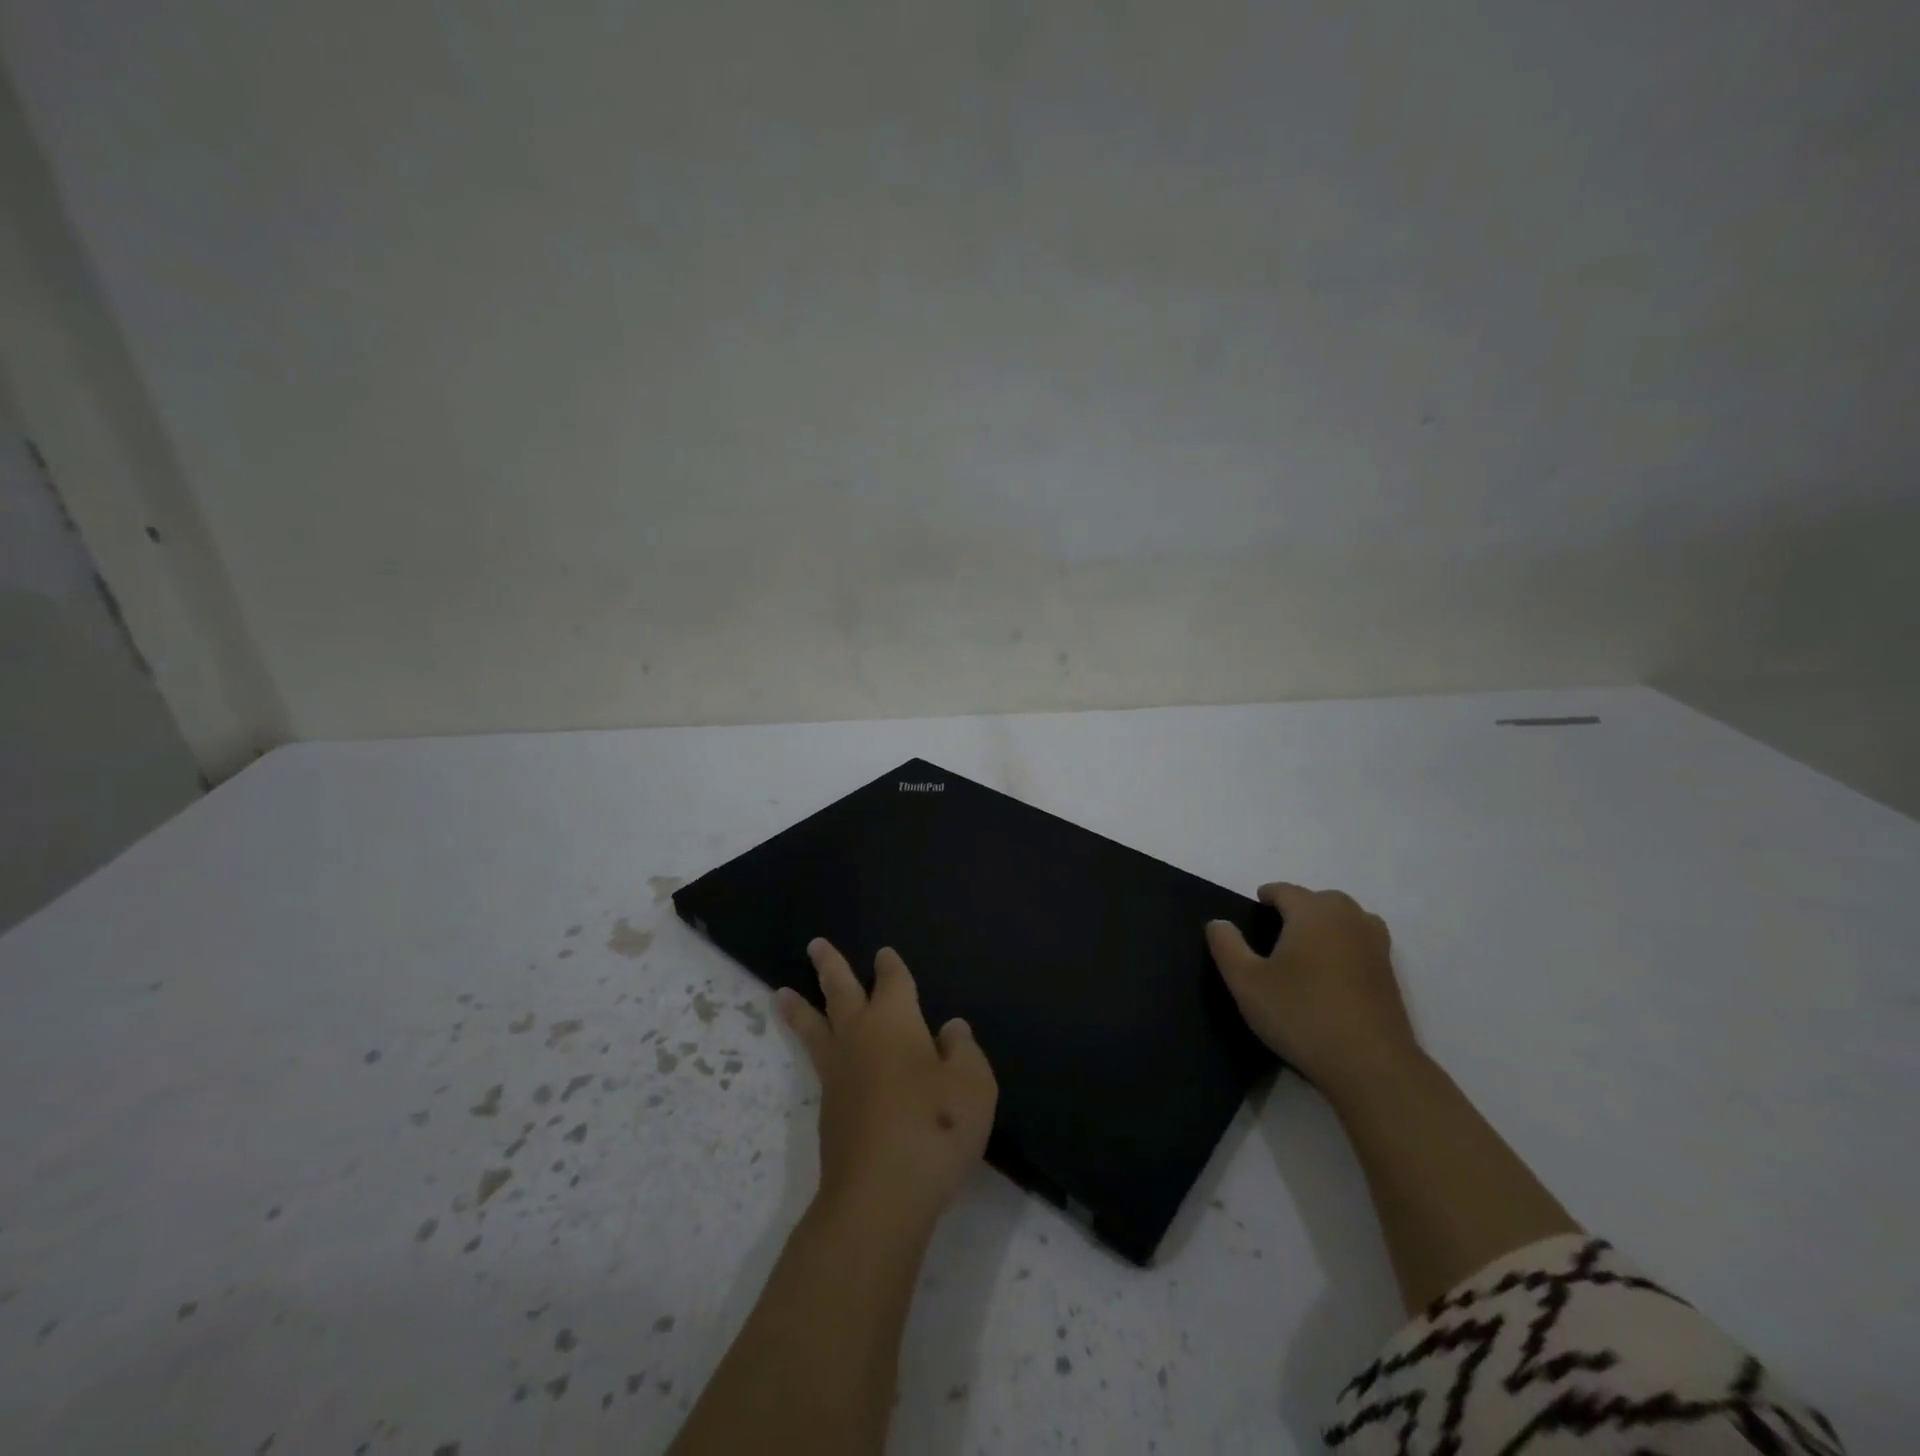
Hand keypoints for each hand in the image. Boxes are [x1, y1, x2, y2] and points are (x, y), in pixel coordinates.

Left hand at [778, 940, 997, 1230]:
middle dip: (830, 966)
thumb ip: (964, 1051)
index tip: (884, 954)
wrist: (880, 1194)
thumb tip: (951, 1029)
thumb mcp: (973, 1085)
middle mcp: (860, 1037)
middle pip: (840, 991)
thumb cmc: (935, 1127)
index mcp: (895, 1021)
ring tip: (781, 993)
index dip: (891, 966)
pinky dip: (812, 1048)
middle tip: (815, 945)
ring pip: (815, 1027)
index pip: (893, 981)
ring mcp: (838, 1074)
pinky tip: (825, 1057)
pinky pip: (817, 1063)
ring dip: (801, 1007)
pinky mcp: (828, 1110)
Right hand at [1205, 883, 1419, 1095]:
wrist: (1370, 1065)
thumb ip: (1227, 946)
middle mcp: (1348, 919)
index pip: (1286, 891)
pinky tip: (1331, 973)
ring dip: (1327, 923)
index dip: (1267, 896)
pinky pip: (1363, 943)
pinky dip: (1347, 945)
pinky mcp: (1390, 975)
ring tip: (1307, 947)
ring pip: (1348, 918)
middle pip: (1321, 899)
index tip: (1255, 908)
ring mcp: (1375, 946)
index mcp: (1312, 913)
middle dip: (1299, 907)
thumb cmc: (1301, 1014)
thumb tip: (1218, 922)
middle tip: (1277, 930)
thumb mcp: (1246, 982)